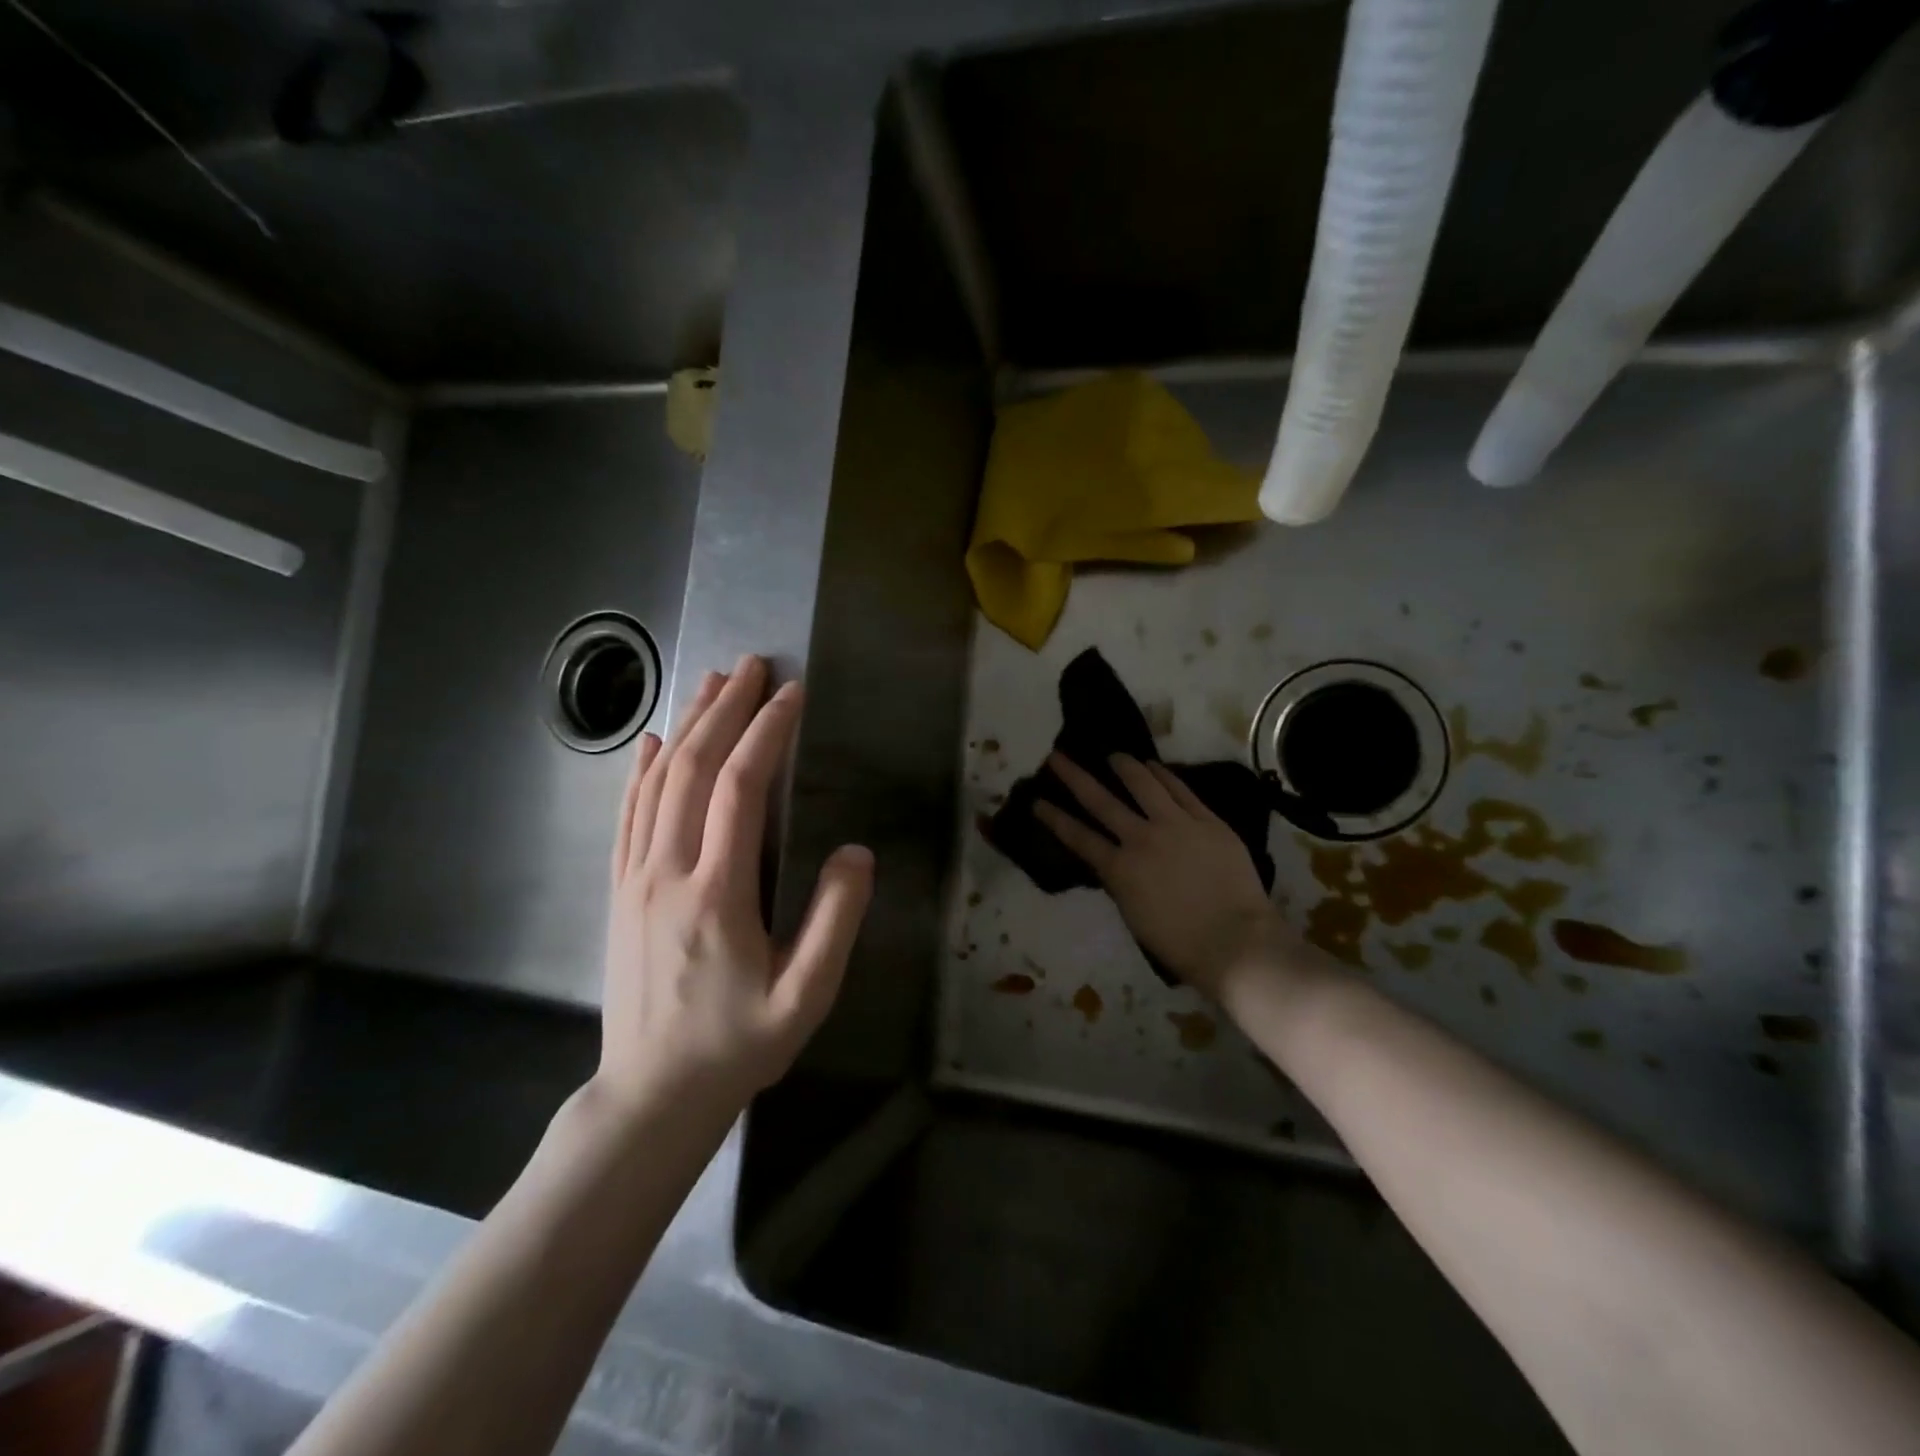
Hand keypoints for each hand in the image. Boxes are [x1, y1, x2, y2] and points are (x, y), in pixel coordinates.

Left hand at [597, 655, 873, 1115]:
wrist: (651, 1096)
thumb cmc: (737, 1046)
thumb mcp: (806, 997)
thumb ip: (836, 921)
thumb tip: (855, 852)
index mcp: (717, 893)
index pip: (739, 789)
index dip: (767, 733)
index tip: (792, 694)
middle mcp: (668, 872)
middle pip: (691, 769)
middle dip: (725, 709)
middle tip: (752, 665)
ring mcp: (635, 879)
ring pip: (656, 784)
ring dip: (685, 726)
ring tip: (711, 682)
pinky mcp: (619, 892)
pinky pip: (626, 816)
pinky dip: (638, 771)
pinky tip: (650, 742)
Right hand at [1034, 753, 1282, 997]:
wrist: (1235, 941)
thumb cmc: (1180, 943)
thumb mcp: (1134, 915)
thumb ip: (1120, 882)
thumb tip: (1115, 861)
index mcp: (1119, 869)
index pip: (1077, 837)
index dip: (1054, 818)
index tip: (1036, 800)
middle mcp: (1141, 838)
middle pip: (1101, 801)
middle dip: (1074, 777)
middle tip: (1057, 757)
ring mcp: (1176, 825)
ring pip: (1143, 784)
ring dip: (1124, 766)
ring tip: (1113, 755)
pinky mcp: (1207, 820)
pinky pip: (1181, 790)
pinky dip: (1163, 775)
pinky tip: (1153, 766)